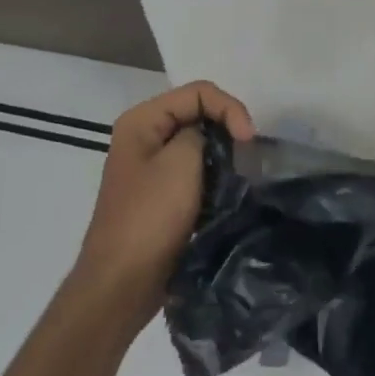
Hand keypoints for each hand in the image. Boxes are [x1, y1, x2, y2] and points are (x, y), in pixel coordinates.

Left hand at [75, 80, 255, 324]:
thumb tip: (215, 136)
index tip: (249, 141)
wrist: (123, 283)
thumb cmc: (150, 219)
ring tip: (244, 174)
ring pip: (200, 143)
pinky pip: (196, 170)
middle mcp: (144, 136)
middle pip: (199, 113)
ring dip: (224, 155)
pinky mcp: (163, 193)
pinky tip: (228, 192)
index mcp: (142, 121)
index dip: (230, 108)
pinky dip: (215, 175)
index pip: (198, 92)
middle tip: (251, 156)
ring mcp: (152, 166)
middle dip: (228, 129)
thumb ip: (203, 133)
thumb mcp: (180, 164)